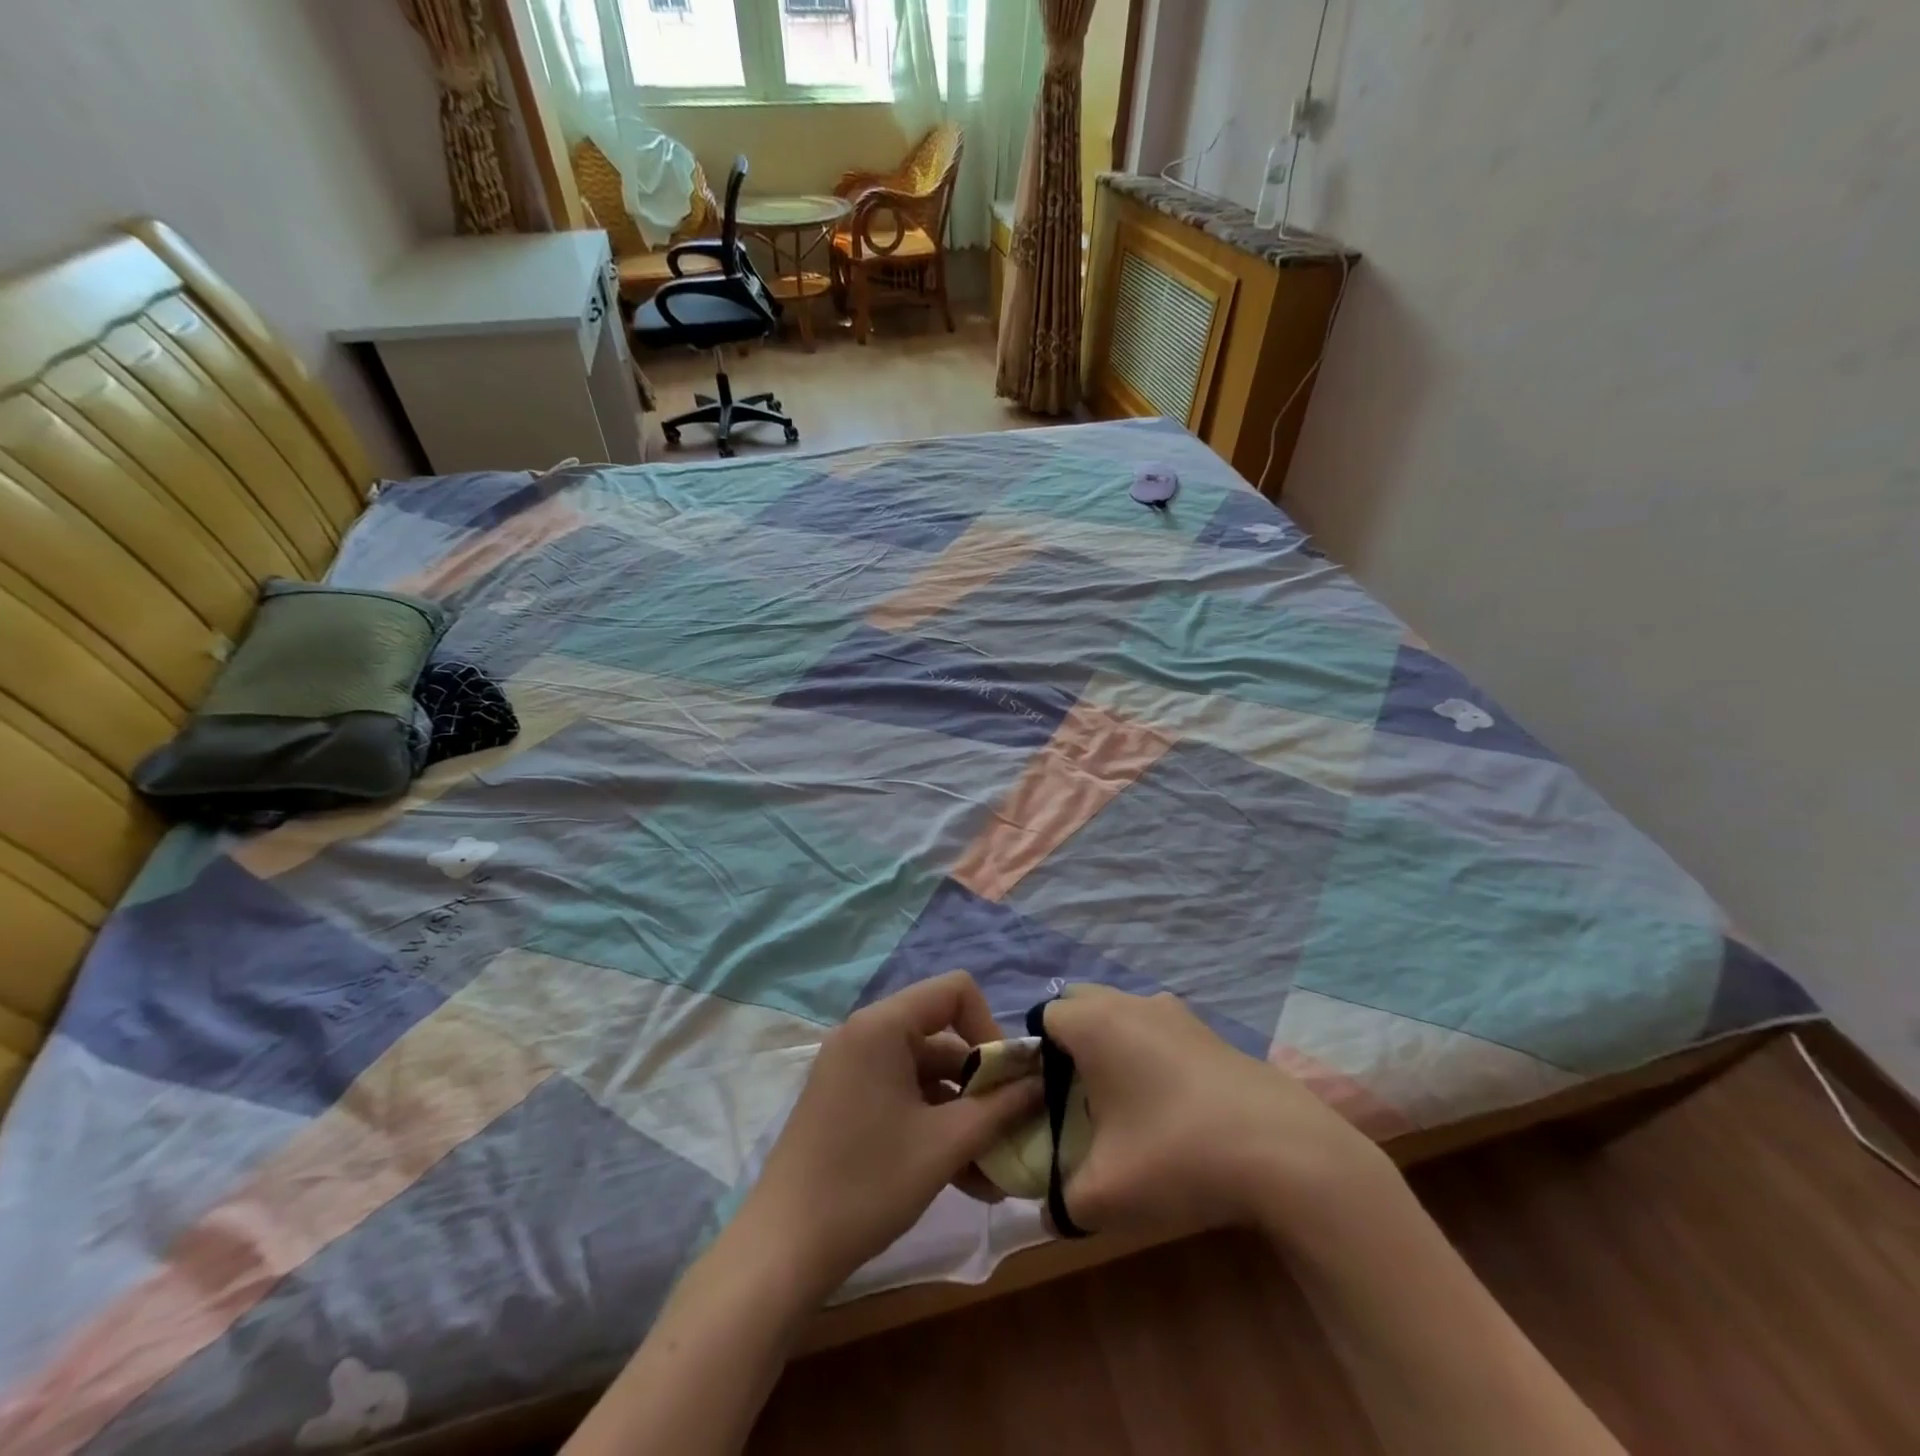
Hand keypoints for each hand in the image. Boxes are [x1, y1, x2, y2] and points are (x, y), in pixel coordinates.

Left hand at [736, 972, 1041, 1297]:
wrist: (782, 1250)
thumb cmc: (868, 1184)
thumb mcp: (944, 1145)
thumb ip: (1000, 1108)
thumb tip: (1042, 1083)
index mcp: (882, 1025)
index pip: (955, 991)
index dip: (990, 1027)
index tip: (1007, 1079)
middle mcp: (865, 1034)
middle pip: (943, 1037)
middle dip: (983, 1085)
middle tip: (1013, 1131)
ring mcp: (853, 1069)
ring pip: (927, 1076)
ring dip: (964, 1116)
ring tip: (997, 1173)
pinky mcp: (847, 1101)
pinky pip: (904, 1097)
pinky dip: (935, 1127)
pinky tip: (967, 1180)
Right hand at [1042, 985, 1398, 1244]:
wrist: (1284, 1151)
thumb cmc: (1176, 1155)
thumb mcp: (1105, 1194)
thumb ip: (1062, 1200)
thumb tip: (1052, 1209)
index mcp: (1095, 1022)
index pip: (1044, 1016)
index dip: (1036, 1055)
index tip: (1045, 1100)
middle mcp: (1131, 1003)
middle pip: (1082, 1004)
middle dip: (1071, 1042)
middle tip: (1077, 1097)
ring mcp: (1176, 1012)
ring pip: (1123, 1014)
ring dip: (1113, 1046)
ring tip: (1124, 1105)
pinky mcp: (1209, 1031)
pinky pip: (1159, 1030)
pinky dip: (1150, 1054)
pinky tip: (1170, 1107)